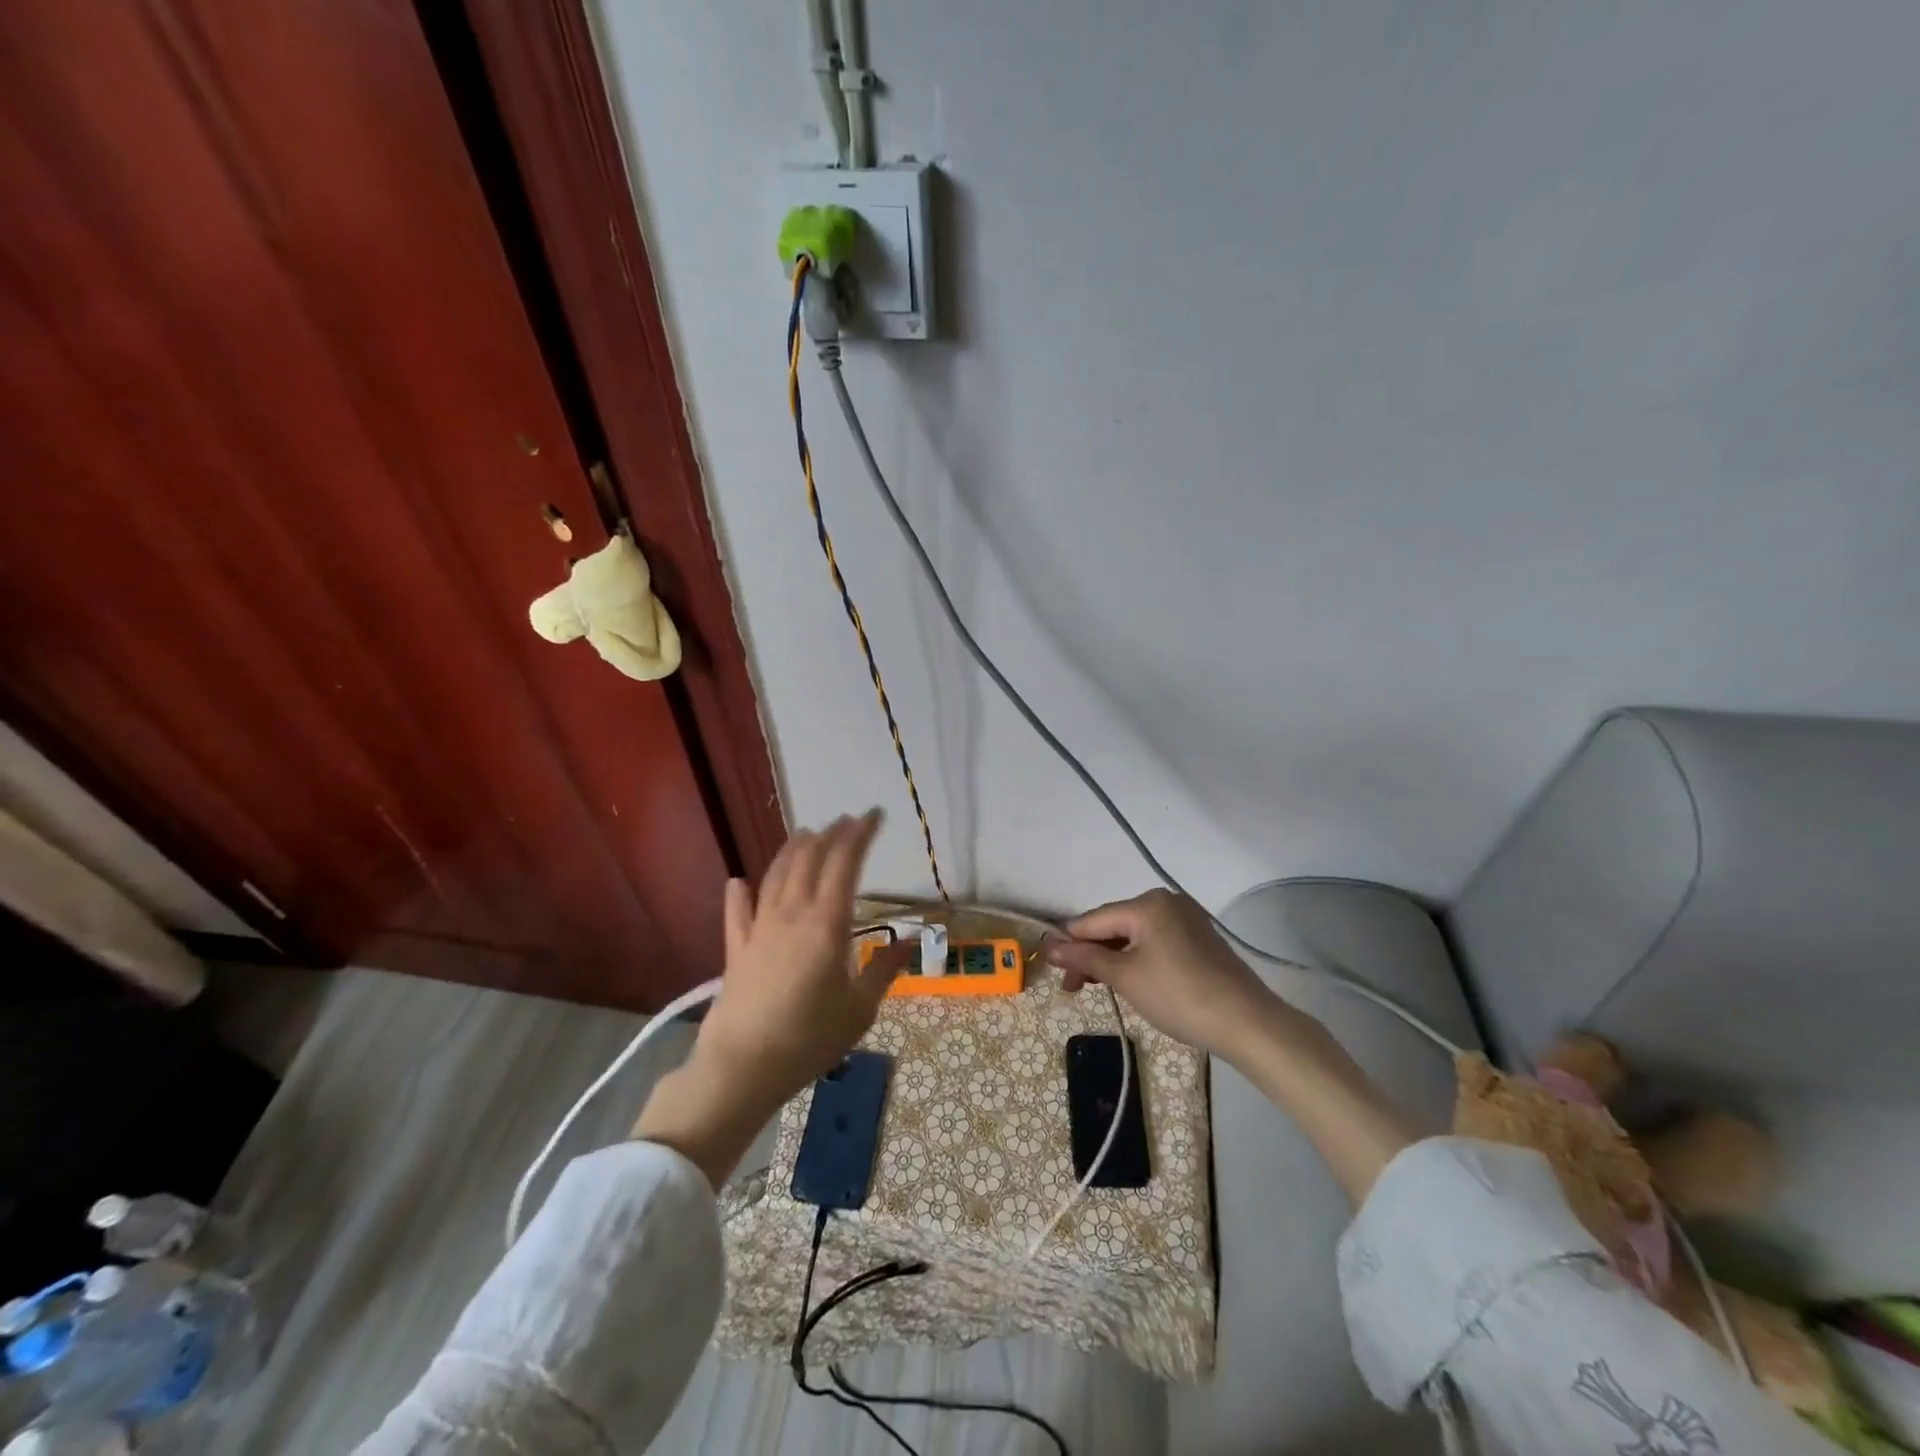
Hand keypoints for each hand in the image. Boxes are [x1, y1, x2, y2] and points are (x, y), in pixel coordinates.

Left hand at [635, 810, 911, 1186]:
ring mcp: (760, 928)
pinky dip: (739, 893)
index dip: (860, 835)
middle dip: (830, 834)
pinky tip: (739, 881)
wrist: (744, 1066)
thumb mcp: (861, 1008)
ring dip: (793, 850)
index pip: (845, 863)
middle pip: (810, 859)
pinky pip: (737, 912)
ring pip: (776, 875)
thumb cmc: (810, 1038)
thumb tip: (911, 940)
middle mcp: (792, 914)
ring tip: (806, 835)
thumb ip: (885, 969)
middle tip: (846, 822)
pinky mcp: (736, 949)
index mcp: (827, 923)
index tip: (874, 816)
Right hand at [1049, 889, 1410, 1201]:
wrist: (1247, 1022)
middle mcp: (1166, 901)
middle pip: (1114, 925)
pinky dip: (1138, 959)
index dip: (1069, 943)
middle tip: (1073, 988)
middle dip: (1092, 954)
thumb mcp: (1125, 978)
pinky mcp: (1200, 938)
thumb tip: (1049, 947)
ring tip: (1098, 987)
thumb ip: (1086, 959)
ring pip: (1135, 935)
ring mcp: (1187, 918)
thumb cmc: (1178, 995)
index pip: (1094, 920)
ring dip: (1113, 959)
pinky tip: (1130, 981)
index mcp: (1147, 903)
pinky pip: (1156, 942)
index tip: (1050, 969)